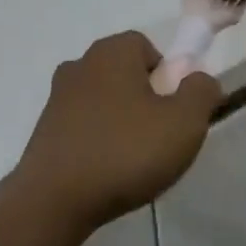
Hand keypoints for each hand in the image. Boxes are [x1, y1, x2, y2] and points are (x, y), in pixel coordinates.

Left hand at [11, 32, 222, 233]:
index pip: (146, 47)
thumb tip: (199, 79)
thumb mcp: (184, 123)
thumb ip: (201, 92)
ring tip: (133, 160)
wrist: (55, 198)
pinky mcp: (44, 129)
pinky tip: (106, 170)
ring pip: (103, 100)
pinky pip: (83, 125)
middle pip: (124, 73)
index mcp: (111, 52)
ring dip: (120, 121)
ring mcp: (56, 97)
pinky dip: (97, 140)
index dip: (167, 76)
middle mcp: (79, 64)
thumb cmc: (126, 152)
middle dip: (145, 99)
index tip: (175, 110)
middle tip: (159, 137)